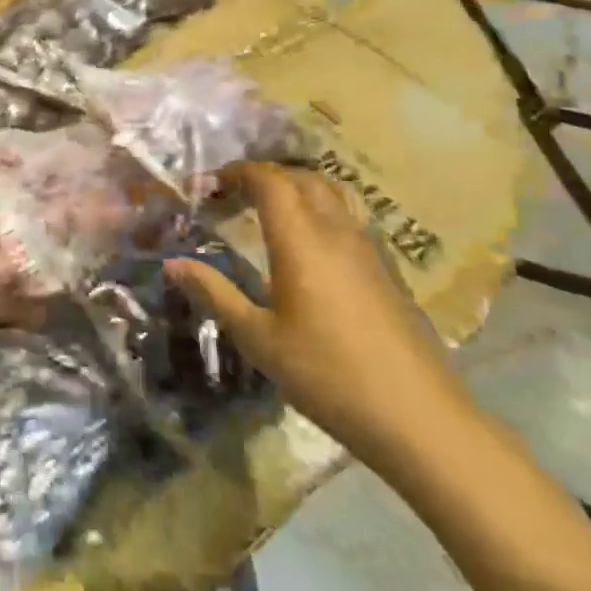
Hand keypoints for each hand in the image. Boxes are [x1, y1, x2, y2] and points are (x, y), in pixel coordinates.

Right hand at [163, 163, 475, 470]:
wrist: (418, 417)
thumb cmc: (327, 375)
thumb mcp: (258, 338)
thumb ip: (215, 293)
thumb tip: (172, 263)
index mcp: (301, 241)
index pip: (270, 181)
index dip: (237, 173)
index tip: (209, 186)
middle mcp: (337, 232)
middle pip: (303, 179)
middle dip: (265, 177)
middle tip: (233, 196)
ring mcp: (369, 250)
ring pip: (333, 195)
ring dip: (297, 190)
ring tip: (269, 212)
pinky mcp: (388, 271)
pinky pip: (350, 219)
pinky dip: (321, 212)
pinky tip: (310, 249)